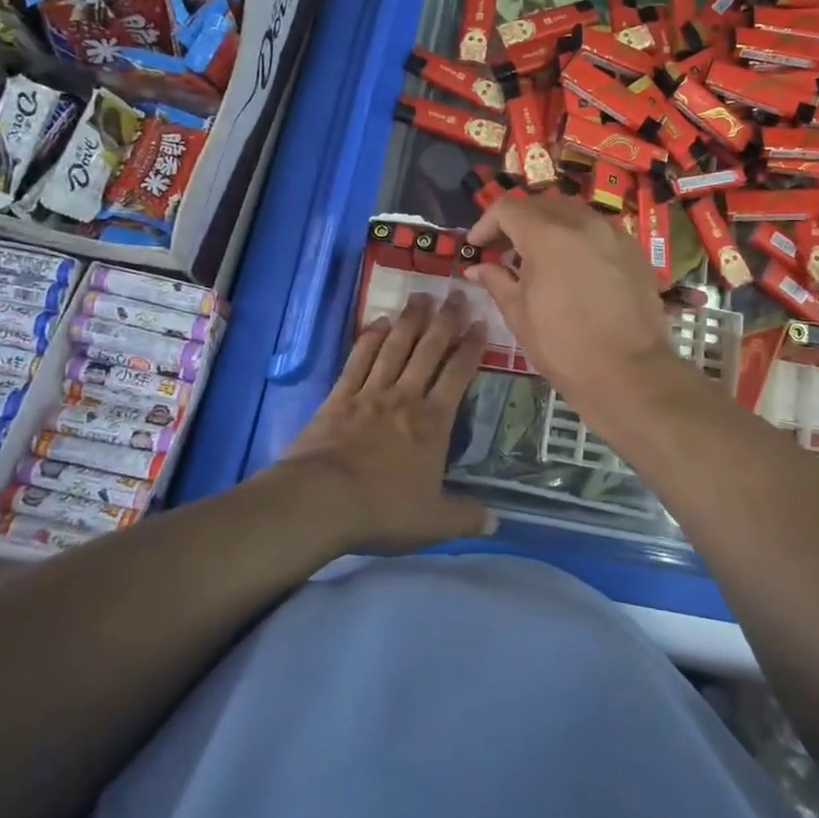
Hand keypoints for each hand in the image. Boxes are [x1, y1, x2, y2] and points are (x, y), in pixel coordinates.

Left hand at [278, 291, 494, 553]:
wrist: (321, 500)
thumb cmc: (383, 508)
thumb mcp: (433, 521)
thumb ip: (465, 517)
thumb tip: (497, 523)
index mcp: (433, 422)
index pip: (459, 374)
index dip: (471, 347)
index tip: (480, 322)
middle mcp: (405, 397)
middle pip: (428, 350)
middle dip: (445, 320)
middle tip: (455, 293)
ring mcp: (370, 393)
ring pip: (395, 347)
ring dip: (409, 320)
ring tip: (420, 296)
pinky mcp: (339, 397)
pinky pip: (358, 360)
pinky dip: (369, 339)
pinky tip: (377, 322)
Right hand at [464, 192, 682, 404]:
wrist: (629, 373)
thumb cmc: (564, 346)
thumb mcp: (519, 315)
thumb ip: (496, 281)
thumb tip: (477, 267)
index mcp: (548, 235)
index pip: (508, 208)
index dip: (485, 224)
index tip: (477, 247)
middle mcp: (583, 223)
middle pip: (541, 204)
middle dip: (517, 222)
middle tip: (504, 251)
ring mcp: (614, 234)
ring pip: (573, 214)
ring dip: (549, 227)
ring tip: (539, 260)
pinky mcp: (635, 251)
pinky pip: (599, 232)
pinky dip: (578, 239)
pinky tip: (574, 270)